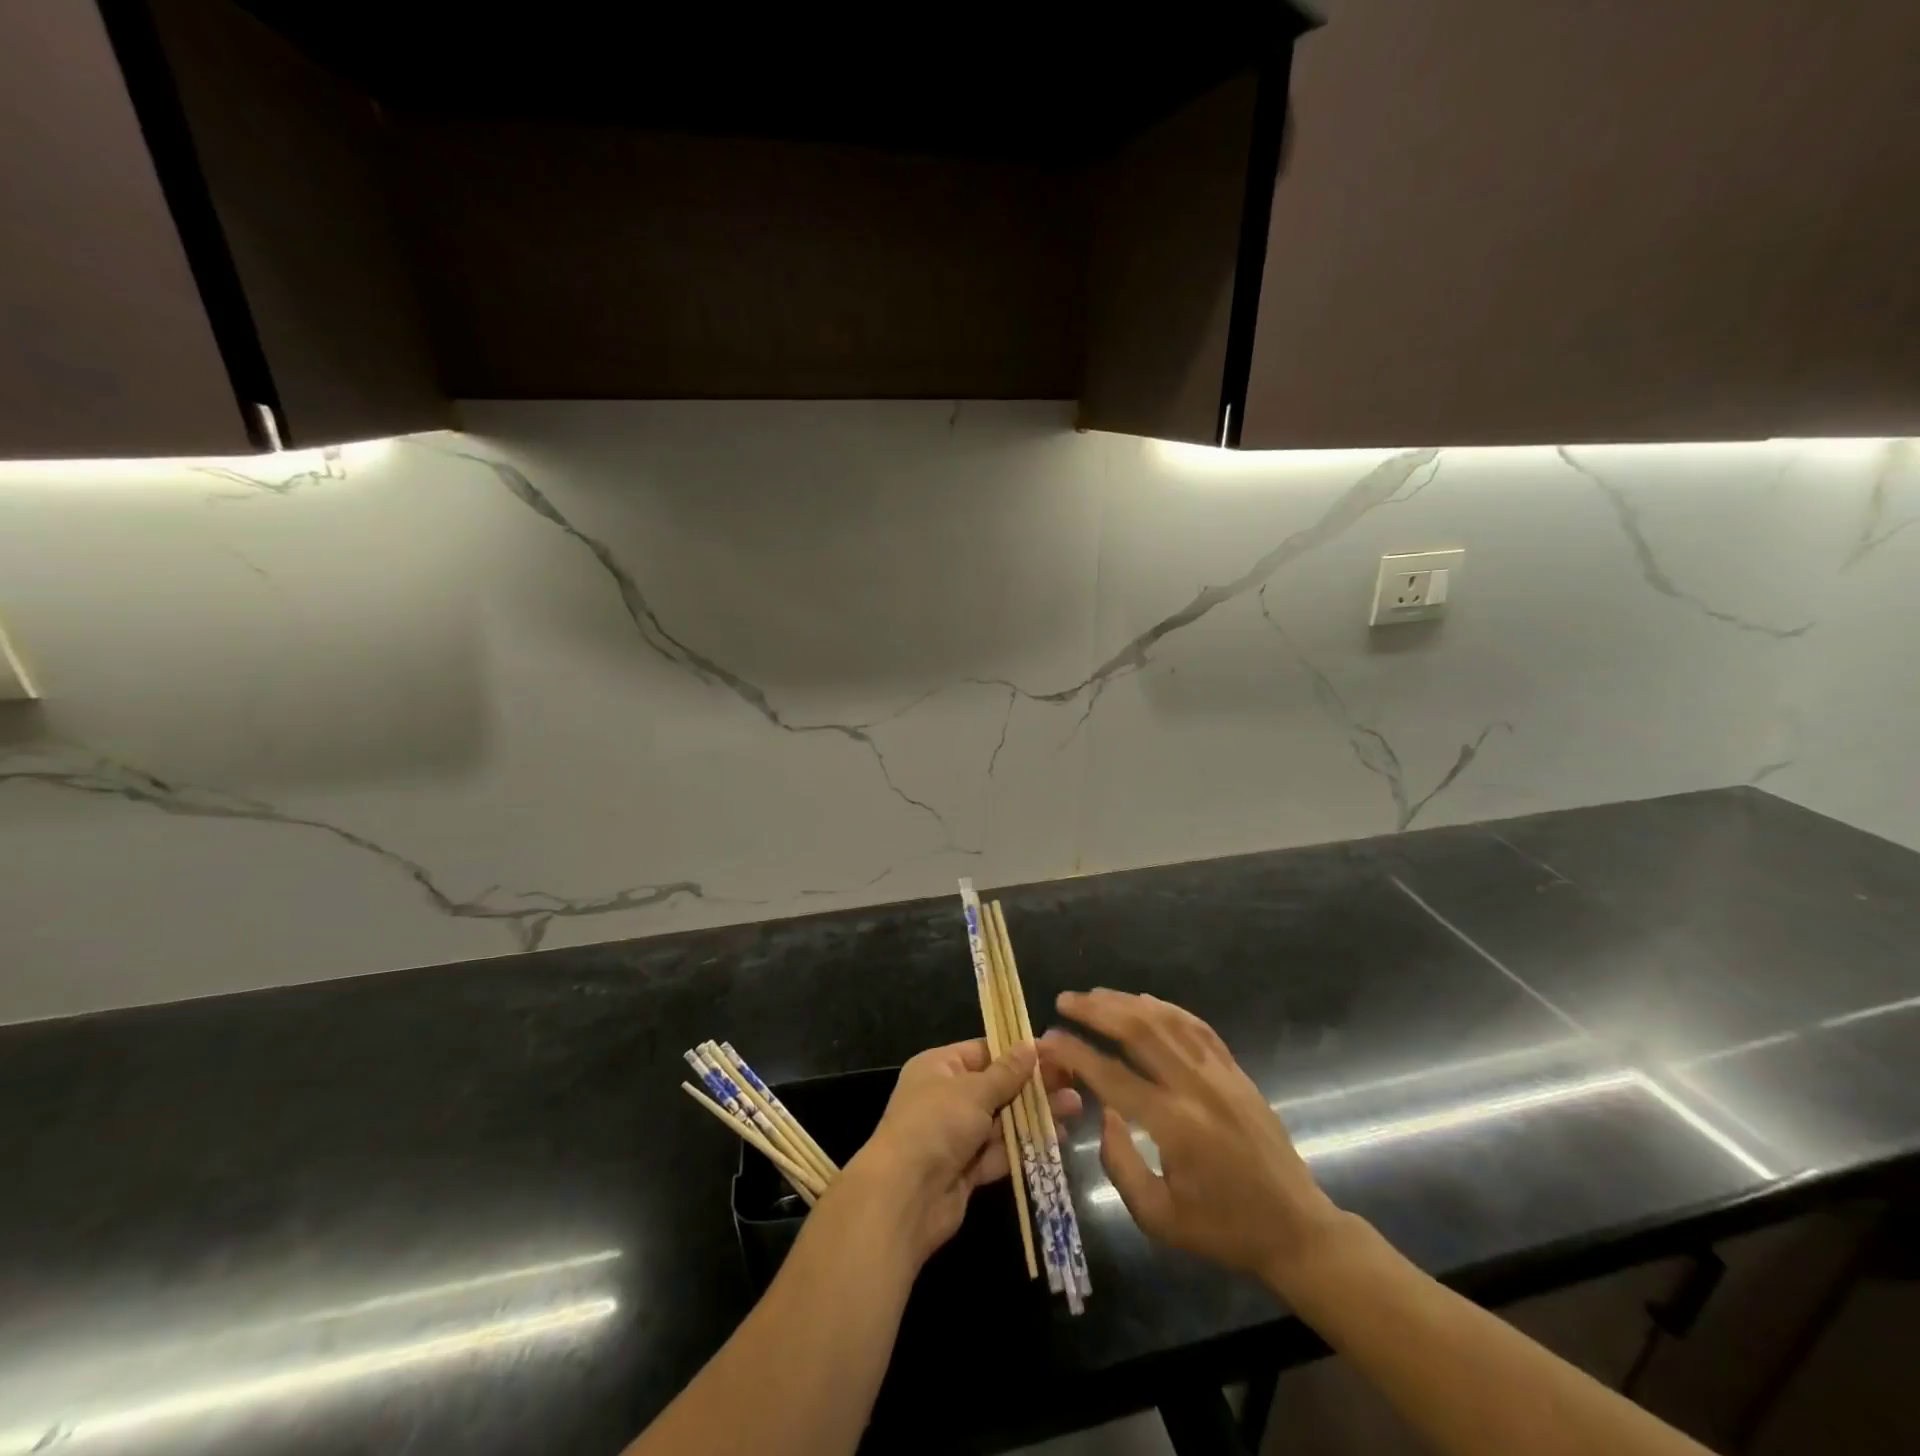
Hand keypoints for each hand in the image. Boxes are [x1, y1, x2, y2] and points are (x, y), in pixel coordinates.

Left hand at [842, 1039, 1080, 1266]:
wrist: (904, 1197)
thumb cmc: (936, 1124)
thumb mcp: (973, 1090)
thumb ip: (1006, 1072)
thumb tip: (1030, 1045)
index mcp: (939, 1067)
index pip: (984, 1051)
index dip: (1019, 1052)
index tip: (1055, 1052)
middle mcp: (946, 1097)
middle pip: (997, 1086)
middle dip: (1034, 1085)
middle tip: (1074, 1080)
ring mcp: (956, 1135)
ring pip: (1003, 1119)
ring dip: (1036, 1114)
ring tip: (1075, 1107)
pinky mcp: (967, 1170)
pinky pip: (1000, 1151)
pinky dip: (1025, 1145)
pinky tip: (1057, 1137)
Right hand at [1040, 991, 1342, 1291]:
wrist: (1296, 1229)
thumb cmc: (1222, 1229)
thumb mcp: (1159, 1218)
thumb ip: (1120, 1165)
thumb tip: (1102, 1114)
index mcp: (1174, 1125)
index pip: (1111, 1075)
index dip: (1075, 1053)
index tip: (1048, 1040)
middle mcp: (1195, 1087)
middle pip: (1138, 1030)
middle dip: (1096, 1010)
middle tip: (1064, 1001)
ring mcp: (1220, 1073)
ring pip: (1166, 1020)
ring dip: (1126, 1002)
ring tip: (1094, 995)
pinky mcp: (1236, 1070)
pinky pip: (1197, 1026)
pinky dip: (1167, 1008)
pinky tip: (1144, 1001)